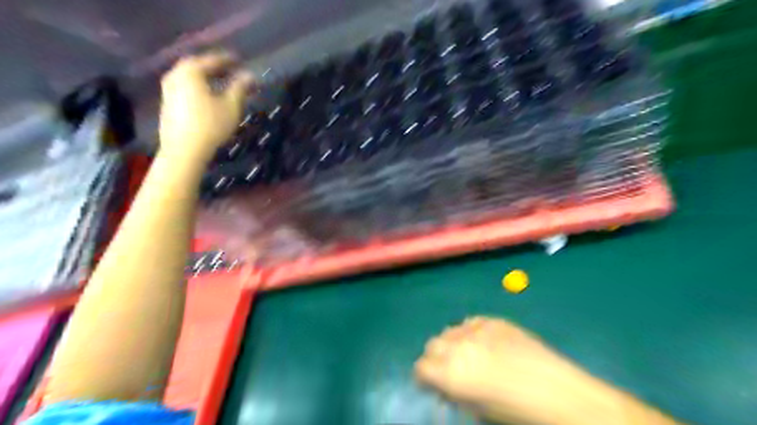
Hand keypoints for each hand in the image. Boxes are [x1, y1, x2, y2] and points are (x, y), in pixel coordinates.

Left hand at [157, 50, 253, 164]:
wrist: (184, 151)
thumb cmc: (210, 125)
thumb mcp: (231, 106)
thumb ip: (241, 88)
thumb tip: (250, 75)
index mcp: (190, 71)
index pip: (212, 60)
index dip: (228, 60)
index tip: (240, 60)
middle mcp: (175, 75)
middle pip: (198, 66)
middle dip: (216, 68)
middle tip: (232, 71)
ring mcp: (168, 90)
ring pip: (191, 78)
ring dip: (207, 79)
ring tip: (222, 84)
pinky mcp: (168, 104)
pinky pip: (186, 88)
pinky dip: (199, 88)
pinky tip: (210, 97)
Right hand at [414, 317, 633, 423]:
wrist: (562, 397)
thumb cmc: (518, 415)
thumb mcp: (479, 411)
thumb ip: (456, 394)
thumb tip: (445, 387)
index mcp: (452, 375)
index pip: (421, 367)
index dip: (425, 377)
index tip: (433, 383)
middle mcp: (459, 348)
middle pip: (432, 345)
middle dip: (436, 358)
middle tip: (450, 369)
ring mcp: (478, 331)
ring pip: (450, 330)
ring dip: (452, 343)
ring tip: (468, 354)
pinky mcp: (496, 321)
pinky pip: (471, 322)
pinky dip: (471, 331)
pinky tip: (484, 343)